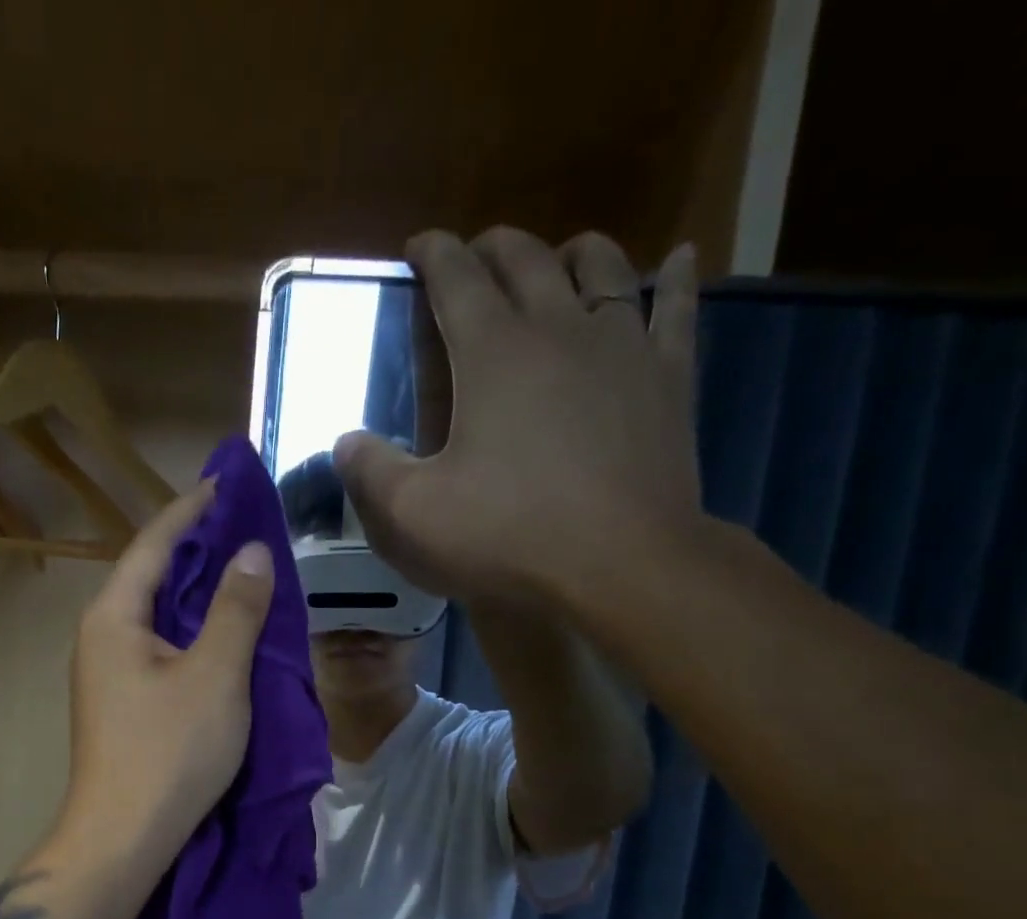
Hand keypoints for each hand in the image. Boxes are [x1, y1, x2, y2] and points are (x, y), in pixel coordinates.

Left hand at [57, 486, 275, 878]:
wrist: (123, 839)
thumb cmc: (170, 752)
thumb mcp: (216, 675)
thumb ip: (236, 609)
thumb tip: (252, 551)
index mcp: (114, 616)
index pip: (155, 543)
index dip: (193, 510)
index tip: (228, 481)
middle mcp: (102, 635)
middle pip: (153, 575)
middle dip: (199, 548)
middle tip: (247, 525)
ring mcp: (108, 672)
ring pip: (159, 614)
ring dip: (200, 591)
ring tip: (244, 570)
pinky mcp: (123, 702)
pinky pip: (161, 646)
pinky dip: (194, 630)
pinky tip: (225, 632)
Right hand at [336, 227, 702, 610]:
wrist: (620, 564)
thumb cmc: (507, 537)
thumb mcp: (412, 516)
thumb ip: (369, 473)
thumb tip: (346, 442)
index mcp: (491, 353)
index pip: (456, 278)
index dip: (433, 254)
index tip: (418, 246)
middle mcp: (558, 328)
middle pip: (526, 261)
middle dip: (494, 247)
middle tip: (476, 253)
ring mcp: (622, 348)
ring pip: (603, 270)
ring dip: (574, 253)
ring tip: (561, 254)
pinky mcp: (669, 379)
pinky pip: (678, 311)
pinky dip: (677, 280)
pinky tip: (680, 260)